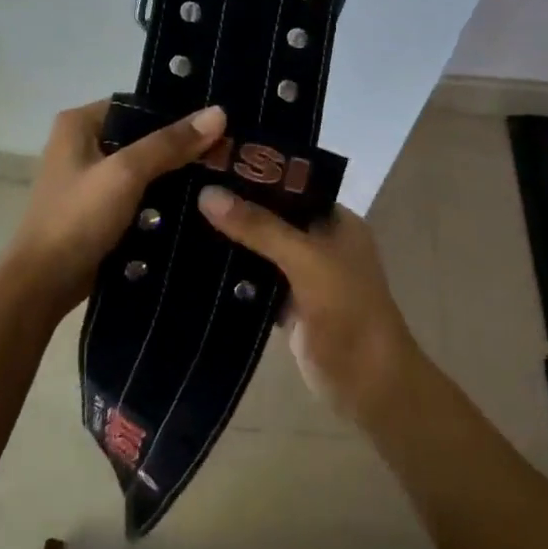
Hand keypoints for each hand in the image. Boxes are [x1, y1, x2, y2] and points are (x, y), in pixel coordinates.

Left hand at [4, 101, 227, 317]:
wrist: (44, 284)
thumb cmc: (78, 219)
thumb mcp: (126, 174)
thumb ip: (170, 143)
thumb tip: (218, 112)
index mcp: (80, 123)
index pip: (139, 104)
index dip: (179, 112)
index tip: (220, 124)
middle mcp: (83, 144)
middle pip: (144, 136)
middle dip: (182, 147)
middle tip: (228, 153)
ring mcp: (91, 179)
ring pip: (144, 168)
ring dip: (176, 175)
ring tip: (221, 176)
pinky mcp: (100, 210)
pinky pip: (140, 195)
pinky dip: (163, 199)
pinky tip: (198, 203)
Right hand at [197, 189, 420, 424]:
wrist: (369, 384)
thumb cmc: (348, 310)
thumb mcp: (306, 260)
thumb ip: (260, 227)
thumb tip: (208, 194)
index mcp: (335, 221)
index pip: (290, 185)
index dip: (254, 174)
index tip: (207, 164)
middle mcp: (319, 242)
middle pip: (271, 217)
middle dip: (235, 209)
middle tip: (183, 190)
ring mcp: (303, 276)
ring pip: (260, 251)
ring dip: (230, 242)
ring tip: (178, 219)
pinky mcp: (287, 307)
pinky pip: (255, 283)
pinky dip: (232, 277)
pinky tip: (194, 264)